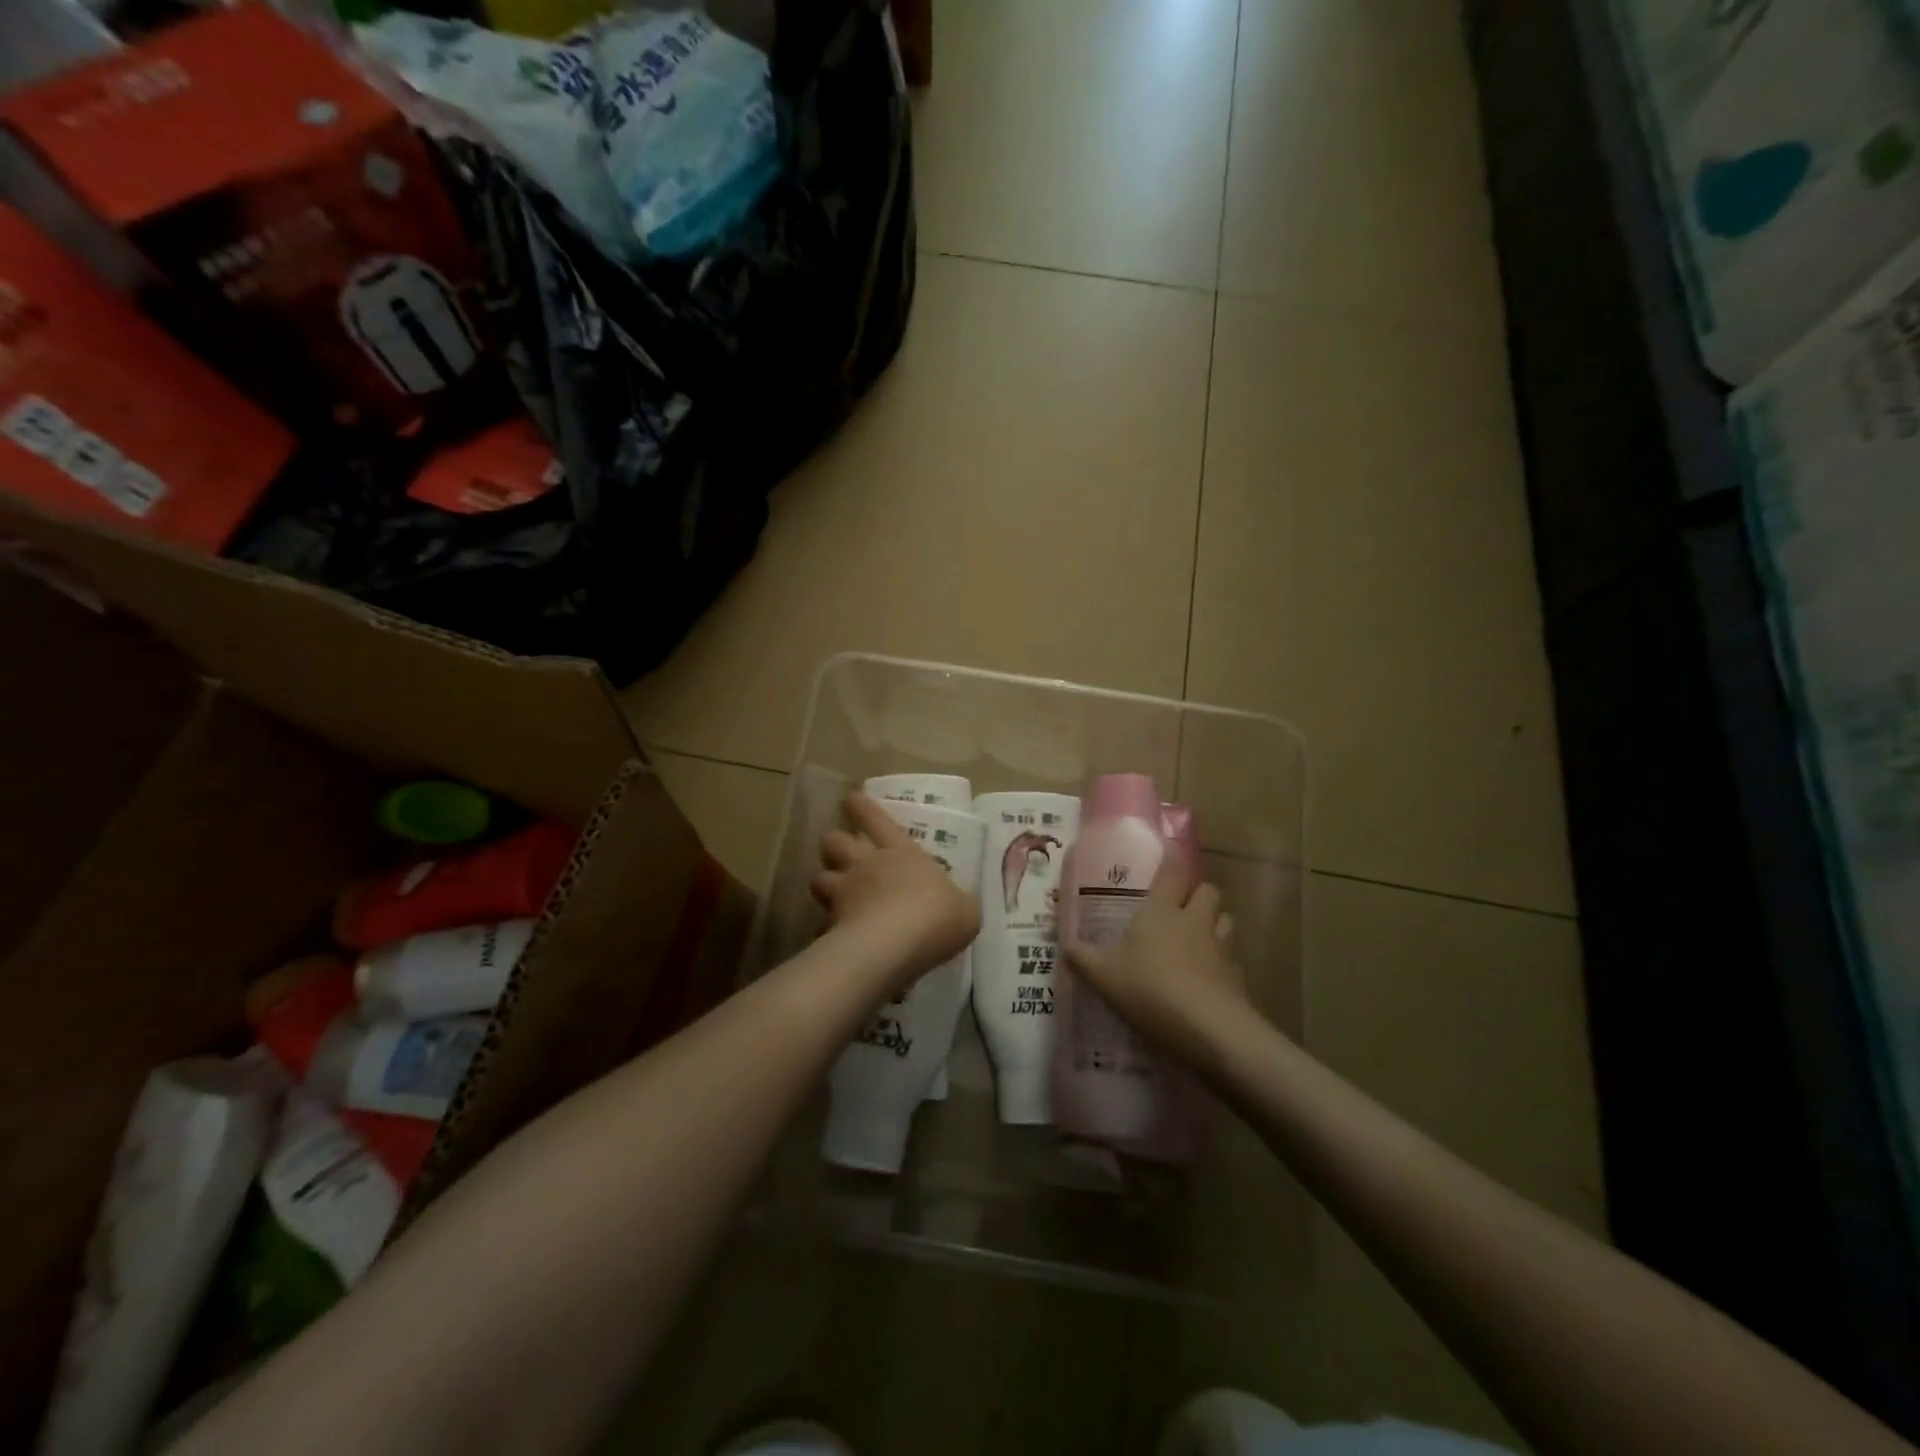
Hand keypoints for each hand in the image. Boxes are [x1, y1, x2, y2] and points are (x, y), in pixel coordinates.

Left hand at [810, 792, 980, 994]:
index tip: (850, 797)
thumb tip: (958, 905)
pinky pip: (821, 924)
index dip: (863, 807)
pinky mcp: (830, 925)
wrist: (895, 946)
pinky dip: (826, 929)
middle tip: (838, 851)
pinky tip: (834, 939)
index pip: (877, 820)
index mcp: (902, 853)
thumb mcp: (964, 909)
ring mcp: (843, 893)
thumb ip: (958, 903)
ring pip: (818, 878)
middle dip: (834, 843)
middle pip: (836, 841)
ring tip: (831, 893)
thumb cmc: (936, 916)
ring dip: (824, 883)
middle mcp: (867, 865)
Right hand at [1062, 860, 1253, 1072]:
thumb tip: (1063, 944)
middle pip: (1208, 890)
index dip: (1172, 860)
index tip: (1170, 852)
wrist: (1207, 1027)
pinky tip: (1210, 977)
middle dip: (1198, 893)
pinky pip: (1232, 958)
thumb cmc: (1149, 988)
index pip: (1173, 872)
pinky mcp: (1237, 975)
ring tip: (1199, 937)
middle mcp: (1194, 919)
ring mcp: (1221, 946)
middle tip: (1182, 906)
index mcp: (1162, 910)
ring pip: (1226, 920)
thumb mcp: (1104, 974)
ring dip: (1215, 923)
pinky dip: (1223, 962)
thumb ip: (1082, 957)